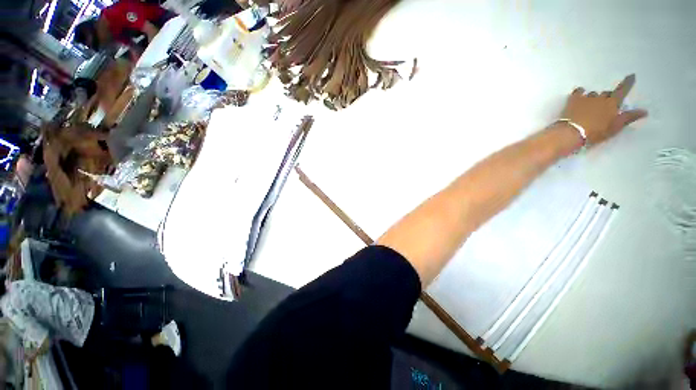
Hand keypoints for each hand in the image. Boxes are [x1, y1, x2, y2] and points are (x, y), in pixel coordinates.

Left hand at [560, 74, 647, 144]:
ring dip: (594, 98)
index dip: (627, 83)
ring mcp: (586, 98)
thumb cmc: (595, 132)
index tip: (631, 76)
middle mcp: (600, 97)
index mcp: (612, 103)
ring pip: (593, 94)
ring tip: (591, 106)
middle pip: (606, 94)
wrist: (572, 132)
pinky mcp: (573, 100)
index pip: (622, 90)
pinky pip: (578, 92)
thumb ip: (629, 117)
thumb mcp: (615, 127)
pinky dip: (580, 92)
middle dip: (608, 98)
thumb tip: (645, 111)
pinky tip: (580, 94)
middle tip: (605, 107)